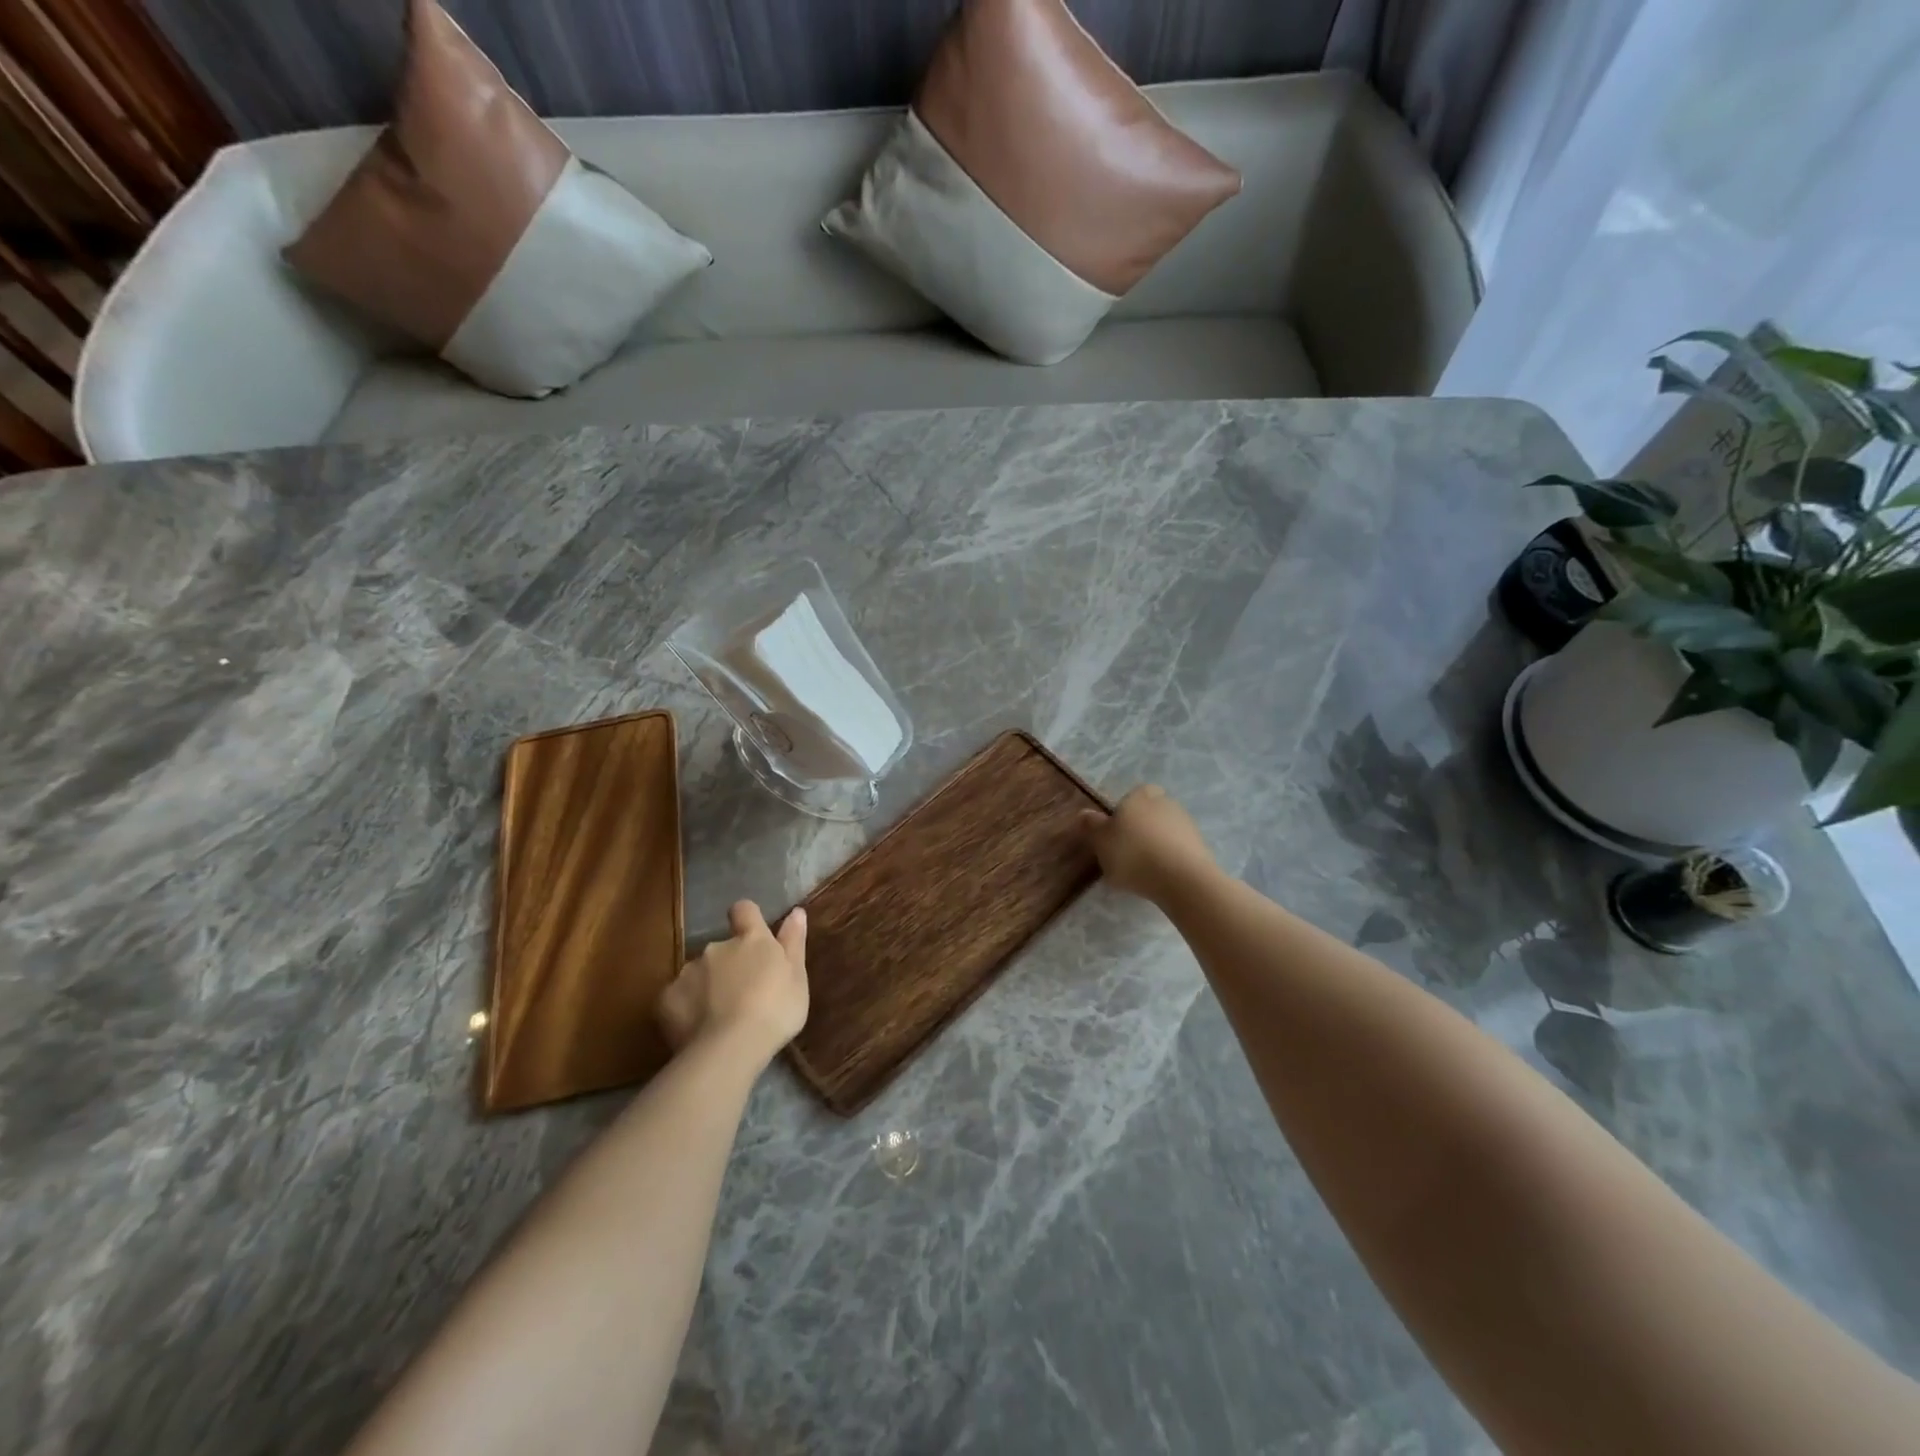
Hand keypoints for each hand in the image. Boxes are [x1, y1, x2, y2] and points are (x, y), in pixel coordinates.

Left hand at [657, 900, 808, 1064]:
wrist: (730, 1049)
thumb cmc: (775, 1010)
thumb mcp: (797, 977)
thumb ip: (793, 942)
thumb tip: (796, 911)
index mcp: (751, 939)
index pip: (744, 910)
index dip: (746, 918)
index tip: (752, 935)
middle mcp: (716, 947)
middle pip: (721, 948)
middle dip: (729, 964)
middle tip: (742, 994)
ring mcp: (688, 971)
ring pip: (698, 973)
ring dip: (707, 986)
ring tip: (719, 1017)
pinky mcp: (666, 998)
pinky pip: (677, 997)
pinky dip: (686, 1007)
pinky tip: (697, 1029)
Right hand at [1080, 786, 1217, 902]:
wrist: (1182, 879)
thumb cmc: (1133, 854)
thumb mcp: (1101, 841)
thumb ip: (1092, 826)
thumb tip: (1084, 813)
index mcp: (1140, 795)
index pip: (1133, 794)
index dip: (1124, 811)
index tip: (1116, 832)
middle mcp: (1166, 803)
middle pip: (1150, 812)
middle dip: (1141, 827)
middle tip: (1126, 851)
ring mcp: (1187, 824)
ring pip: (1166, 830)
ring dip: (1156, 844)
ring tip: (1143, 870)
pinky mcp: (1201, 847)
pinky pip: (1178, 849)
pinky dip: (1170, 859)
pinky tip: (1160, 877)